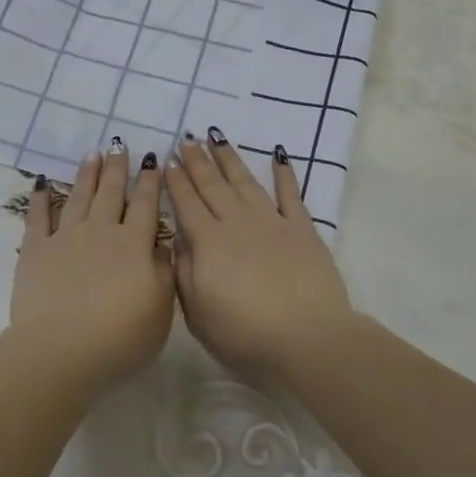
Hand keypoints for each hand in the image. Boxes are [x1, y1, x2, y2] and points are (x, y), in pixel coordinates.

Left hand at [9, 141, 174, 386]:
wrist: (62, 351)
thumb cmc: (120, 338)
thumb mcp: (160, 309)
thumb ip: (165, 272)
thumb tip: (165, 244)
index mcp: (133, 245)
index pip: (145, 206)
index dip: (150, 182)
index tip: (154, 159)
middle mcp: (100, 232)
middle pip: (111, 193)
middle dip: (118, 168)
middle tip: (120, 145)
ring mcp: (65, 238)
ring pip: (78, 197)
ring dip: (86, 174)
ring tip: (92, 154)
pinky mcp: (36, 250)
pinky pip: (38, 216)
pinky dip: (40, 197)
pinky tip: (42, 181)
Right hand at [165, 131, 356, 383]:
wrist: (308, 339)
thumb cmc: (245, 335)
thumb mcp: (198, 313)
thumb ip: (185, 272)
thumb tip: (178, 237)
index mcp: (208, 243)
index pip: (186, 204)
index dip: (175, 181)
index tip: (167, 159)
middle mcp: (237, 224)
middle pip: (213, 186)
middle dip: (197, 161)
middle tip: (187, 138)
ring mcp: (272, 223)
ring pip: (246, 182)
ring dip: (229, 159)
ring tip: (217, 136)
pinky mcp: (303, 230)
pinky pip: (291, 195)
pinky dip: (284, 174)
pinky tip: (279, 155)